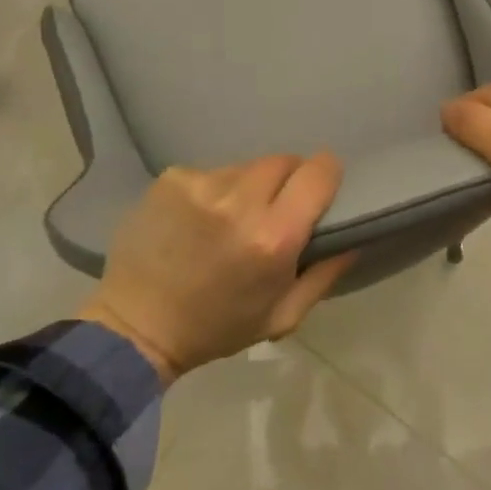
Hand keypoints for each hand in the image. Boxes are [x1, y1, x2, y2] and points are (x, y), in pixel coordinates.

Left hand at [78, 153, 353, 382]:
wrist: (135, 326)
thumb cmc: (216, 328)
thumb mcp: (282, 317)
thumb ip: (325, 274)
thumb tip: (355, 237)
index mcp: (273, 238)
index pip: (319, 172)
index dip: (326, 174)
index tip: (322, 187)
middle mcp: (240, 201)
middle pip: (284, 161)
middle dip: (288, 180)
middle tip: (275, 208)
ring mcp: (201, 184)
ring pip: (246, 166)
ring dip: (249, 186)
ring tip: (231, 217)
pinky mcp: (172, 178)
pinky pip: (210, 172)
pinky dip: (213, 190)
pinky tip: (198, 219)